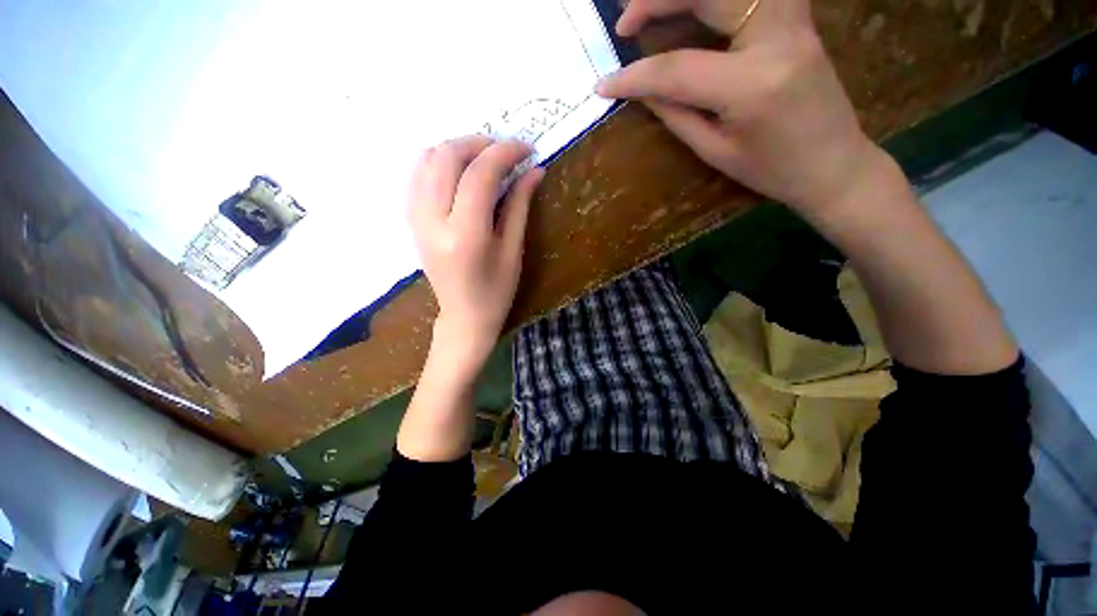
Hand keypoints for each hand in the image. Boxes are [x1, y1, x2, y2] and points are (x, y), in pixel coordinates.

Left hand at [408, 136, 543, 370]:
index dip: (505, 152)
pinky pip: (418, 175)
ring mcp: (416, 219)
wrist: (463, 317)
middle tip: (505, 151)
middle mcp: (433, 221)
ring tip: (485, 160)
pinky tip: (461, 173)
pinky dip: (440, 163)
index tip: (526, 149)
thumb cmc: (496, 291)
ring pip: (428, 159)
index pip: (480, 175)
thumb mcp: (513, 250)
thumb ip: (520, 205)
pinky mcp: (411, 221)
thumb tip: (535, 170)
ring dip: (459, 150)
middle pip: (447, 157)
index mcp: (465, 235)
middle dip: (480, 143)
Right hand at [599, 0, 879, 219]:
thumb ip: (676, 114)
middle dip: (656, 1)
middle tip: (624, 23)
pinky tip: (697, 7)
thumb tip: (643, 90)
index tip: (603, 85)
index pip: (677, 69)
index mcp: (750, 85)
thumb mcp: (715, 151)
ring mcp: (794, 21)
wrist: (834, 164)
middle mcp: (776, 38)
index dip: (634, 77)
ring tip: (654, 6)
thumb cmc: (772, 170)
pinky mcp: (799, 18)